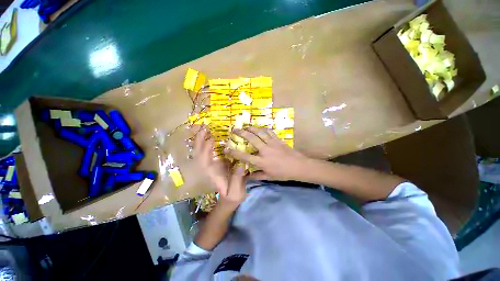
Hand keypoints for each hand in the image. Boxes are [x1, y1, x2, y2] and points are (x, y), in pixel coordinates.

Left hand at [193, 127, 246, 204]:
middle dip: (199, 140)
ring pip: (201, 150)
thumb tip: (241, 164)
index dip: (205, 149)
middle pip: (198, 152)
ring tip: (206, 128)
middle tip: (204, 127)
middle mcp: (208, 166)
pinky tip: (213, 134)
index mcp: (211, 173)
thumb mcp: (236, 191)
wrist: (230, 197)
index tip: (211, 138)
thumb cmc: (232, 195)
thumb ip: (237, 179)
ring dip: (202, 138)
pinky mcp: (217, 161)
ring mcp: (211, 163)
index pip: (203, 160)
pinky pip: (209, 150)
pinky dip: (208, 141)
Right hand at [225, 127, 309, 180]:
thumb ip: (256, 176)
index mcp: (262, 161)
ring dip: (251, 128)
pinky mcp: (277, 139)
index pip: (245, 156)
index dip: (234, 153)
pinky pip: (269, 131)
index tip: (226, 149)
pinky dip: (263, 128)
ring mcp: (272, 143)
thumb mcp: (269, 177)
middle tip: (235, 129)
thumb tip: (246, 177)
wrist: (299, 166)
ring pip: (260, 132)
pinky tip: (259, 128)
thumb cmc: (283, 173)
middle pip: (251, 139)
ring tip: (245, 126)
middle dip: (242, 133)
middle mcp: (265, 150)